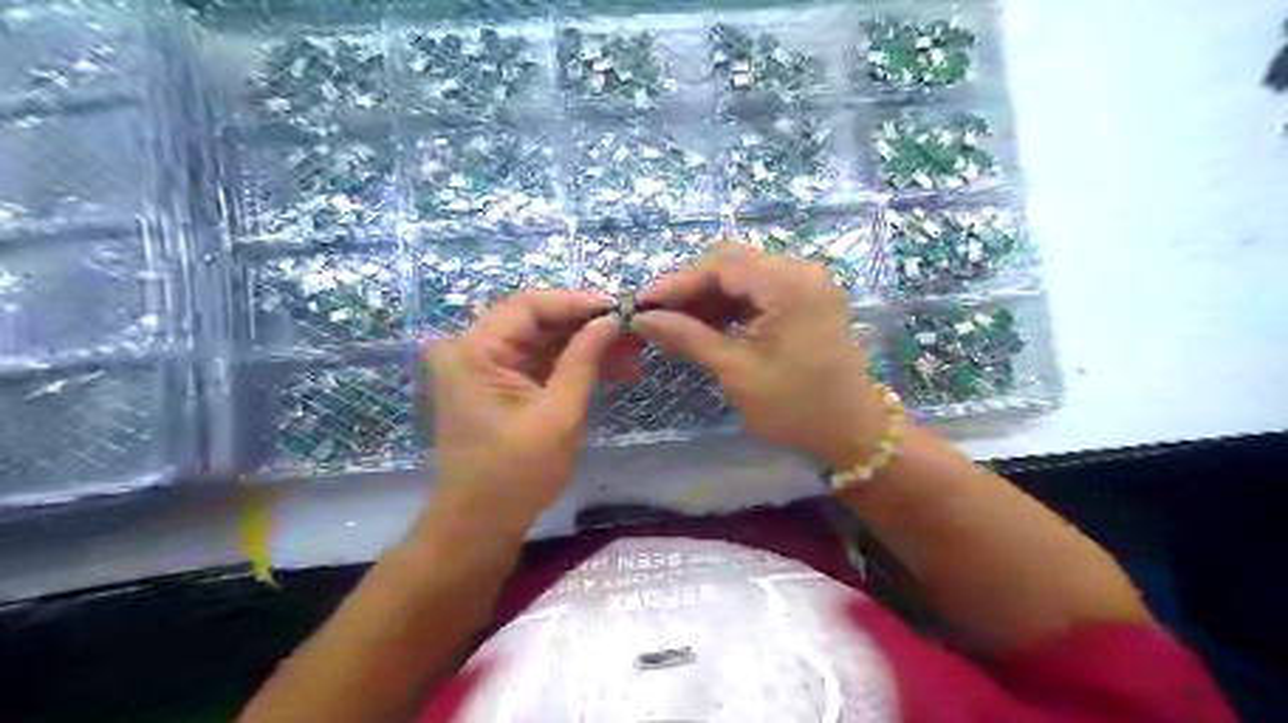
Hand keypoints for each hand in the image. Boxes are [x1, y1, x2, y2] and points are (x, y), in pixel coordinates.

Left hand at [424, 292, 628, 538]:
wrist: (480, 525)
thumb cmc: (516, 474)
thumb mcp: (559, 414)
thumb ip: (584, 359)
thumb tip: (612, 319)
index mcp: (475, 350)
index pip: (529, 305)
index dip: (577, 302)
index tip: (620, 308)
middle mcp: (472, 349)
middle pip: (536, 321)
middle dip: (586, 326)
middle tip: (632, 331)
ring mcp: (484, 368)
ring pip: (542, 341)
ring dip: (584, 346)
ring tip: (631, 352)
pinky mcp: (498, 386)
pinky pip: (539, 363)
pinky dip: (572, 365)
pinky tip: (611, 368)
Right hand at [632, 244, 885, 467]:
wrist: (851, 431)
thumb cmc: (794, 406)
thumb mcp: (735, 371)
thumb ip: (687, 337)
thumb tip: (641, 318)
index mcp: (788, 283)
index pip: (720, 265)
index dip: (676, 283)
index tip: (641, 304)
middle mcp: (800, 270)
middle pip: (731, 263)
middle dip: (690, 288)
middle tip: (656, 315)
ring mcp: (805, 283)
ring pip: (742, 276)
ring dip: (708, 297)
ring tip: (676, 324)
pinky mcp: (805, 299)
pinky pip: (758, 291)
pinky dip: (729, 306)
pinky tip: (706, 326)